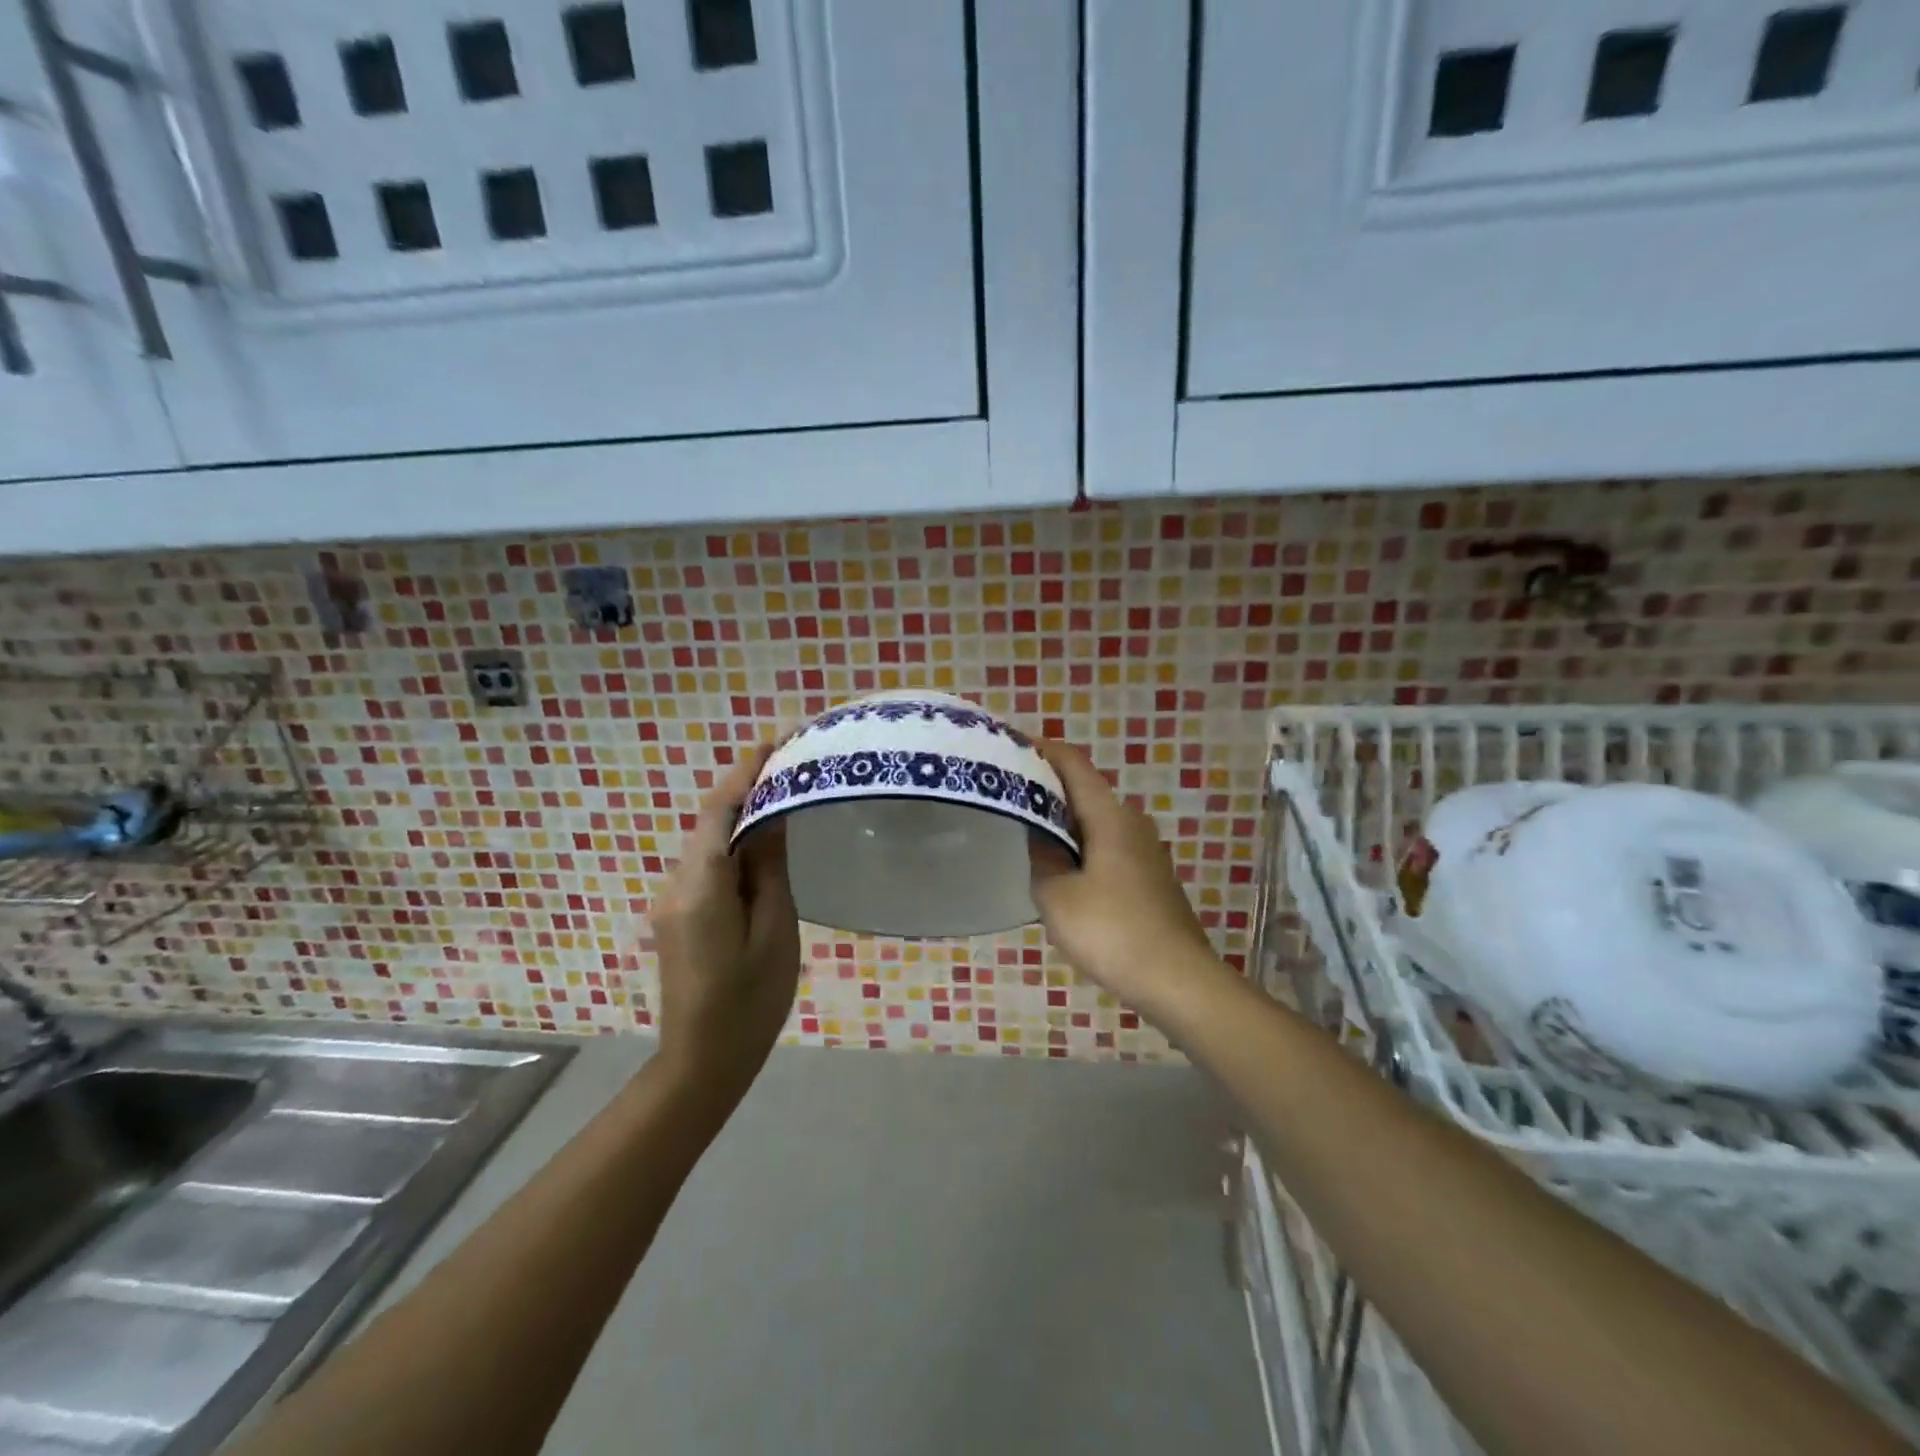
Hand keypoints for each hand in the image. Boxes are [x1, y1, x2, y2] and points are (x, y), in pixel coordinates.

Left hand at [651, 741, 799, 1097]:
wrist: (701, 1064)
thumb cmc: (749, 1003)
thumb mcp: (774, 932)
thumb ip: (769, 869)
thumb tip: (772, 816)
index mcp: (701, 886)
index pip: (720, 811)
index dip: (744, 772)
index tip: (773, 741)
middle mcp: (677, 883)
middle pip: (710, 821)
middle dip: (744, 787)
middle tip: (788, 764)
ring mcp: (673, 900)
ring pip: (707, 840)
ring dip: (739, 813)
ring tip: (782, 794)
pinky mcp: (679, 915)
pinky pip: (707, 863)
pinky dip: (732, 841)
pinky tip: (762, 841)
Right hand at [1030, 741, 1228, 1017]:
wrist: (1178, 980)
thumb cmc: (1112, 931)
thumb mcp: (1058, 897)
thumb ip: (1042, 859)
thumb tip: (1040, 838)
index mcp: (1110, 816)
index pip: (1073, 764)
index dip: (1042, 750)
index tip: (1010, 748)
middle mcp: (1131, 822)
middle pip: (1085, 790)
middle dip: (1047, 787)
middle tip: (1008, 794)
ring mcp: (1145, 850)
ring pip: (1096, 821)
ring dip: (1064, 820)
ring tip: (1027, 830)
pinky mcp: (1150, 876)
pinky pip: (1107, 845)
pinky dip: (1081, 845)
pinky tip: (1062, 869)